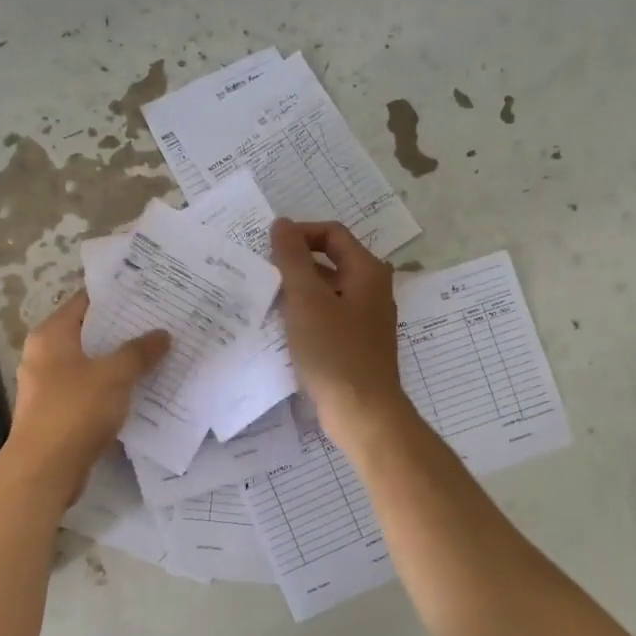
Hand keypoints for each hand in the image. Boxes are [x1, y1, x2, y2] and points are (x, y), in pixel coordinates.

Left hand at [2, 290, 169, 505]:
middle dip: (124, 329)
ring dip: (119, 360)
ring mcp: (48, 385)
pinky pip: (90, 389)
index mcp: (51, 335)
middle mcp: (44, 354)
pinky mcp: (57, 412)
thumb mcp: (114, 375)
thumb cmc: (75, 411)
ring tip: (157, 353)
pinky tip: (140, 389)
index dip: (117, 296)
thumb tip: (162, 334)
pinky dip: (111, 386)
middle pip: (89, 332)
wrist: (43, 471)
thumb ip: (139, 352)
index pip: (86, 301)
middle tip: (161, 322)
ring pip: (91, 363)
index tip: (149, 293)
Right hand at [270, 218, 410, 449]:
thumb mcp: (307, 300)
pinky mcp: (356, 344)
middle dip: (296, 263)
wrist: (362, 412)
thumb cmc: (335, 352)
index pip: (332, 234)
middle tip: (262, 273)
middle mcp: (372, 290)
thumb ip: (292, 259)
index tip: (268, 249)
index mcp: (367, 271)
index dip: (300, 234)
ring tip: (266, 299)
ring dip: (299, 290)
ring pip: (328, 291)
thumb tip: (282, 223)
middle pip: (331, 261)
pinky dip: (307, 315)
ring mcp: (366, 319)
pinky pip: (328, 317)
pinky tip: (283, 328)